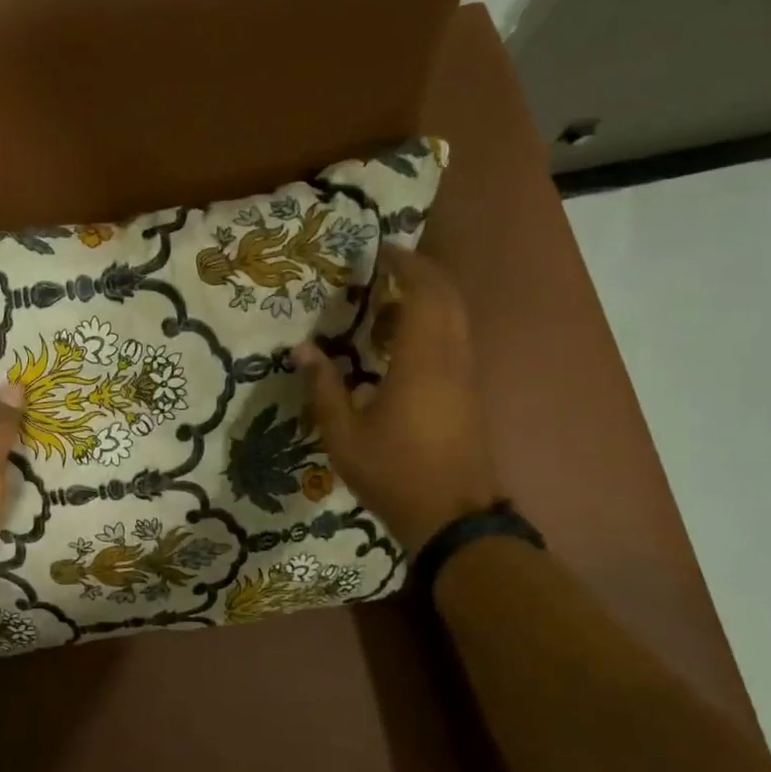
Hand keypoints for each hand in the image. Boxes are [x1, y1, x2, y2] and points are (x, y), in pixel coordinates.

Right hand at [293, 245, 499, 548]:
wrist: (453, 519)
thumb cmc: (394, 474)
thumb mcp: (343, 436)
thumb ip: (322, 388)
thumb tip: (301, 349)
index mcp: (423, 362)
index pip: (424, 294)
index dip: (406, 266)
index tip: (380, 252)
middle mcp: (452, 359)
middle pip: (449, 297)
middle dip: (421, 273)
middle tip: (385, 266)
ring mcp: (466, 376)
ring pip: (457, 318)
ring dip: (430, 298)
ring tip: (388, 301)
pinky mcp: (469, 393)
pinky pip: (456, 339)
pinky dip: (434, 323)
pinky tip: (402, 342)